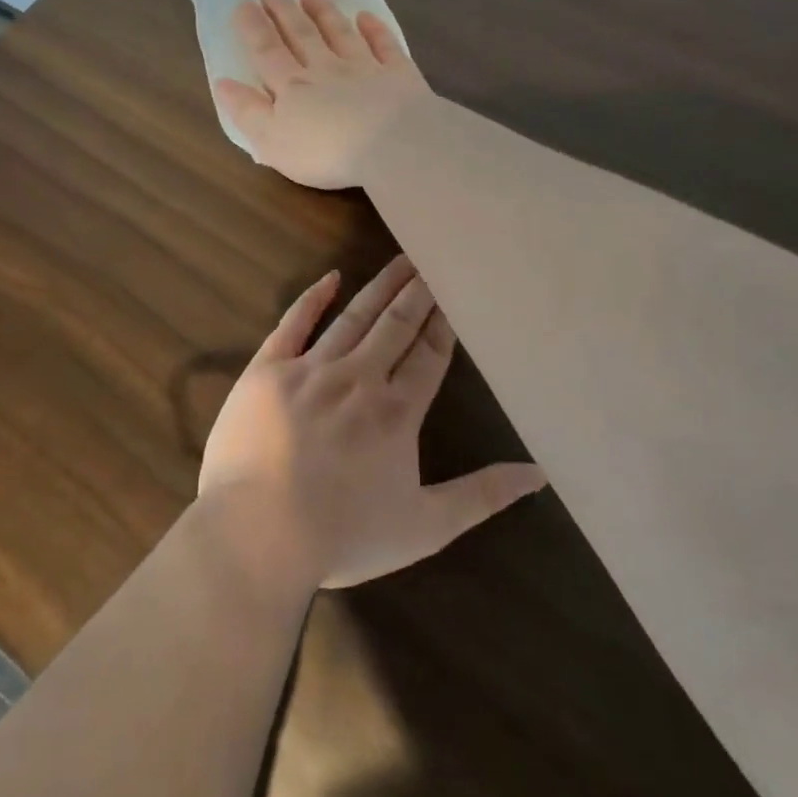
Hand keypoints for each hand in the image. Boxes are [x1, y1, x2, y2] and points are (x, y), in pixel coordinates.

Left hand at [197, 256, 542, 592]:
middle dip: (417, 293)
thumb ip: (481, 496)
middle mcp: (358, 378)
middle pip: (395, 326)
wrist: (259, 531)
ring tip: (401, 261)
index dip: (442, 324)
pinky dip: (312, 299)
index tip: (453, 294)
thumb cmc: (343, 535)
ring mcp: (309, 370)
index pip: (428, 356)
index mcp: (396, 411)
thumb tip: (537, 474)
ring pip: (352, 317)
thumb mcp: (425, 526)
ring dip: (379, 287)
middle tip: (433, 261)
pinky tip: (330, 278)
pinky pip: (293, 324)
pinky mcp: (266, 370)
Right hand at [214, 0, 432, 189]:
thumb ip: (247, 111)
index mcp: (292, 87)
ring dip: (323, 12)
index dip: (253, 27)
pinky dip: (374, 29)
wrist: (391, 146)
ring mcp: (364, 69)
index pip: (267, 52)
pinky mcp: (398, 75)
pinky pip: (384, 46)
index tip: (242, 3)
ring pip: (340, 33)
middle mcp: (326, 69)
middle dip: (284, 11)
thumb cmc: (324, 152)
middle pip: (301, 35)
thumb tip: (223, 83)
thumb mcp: (272, 141)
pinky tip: (366, 16)